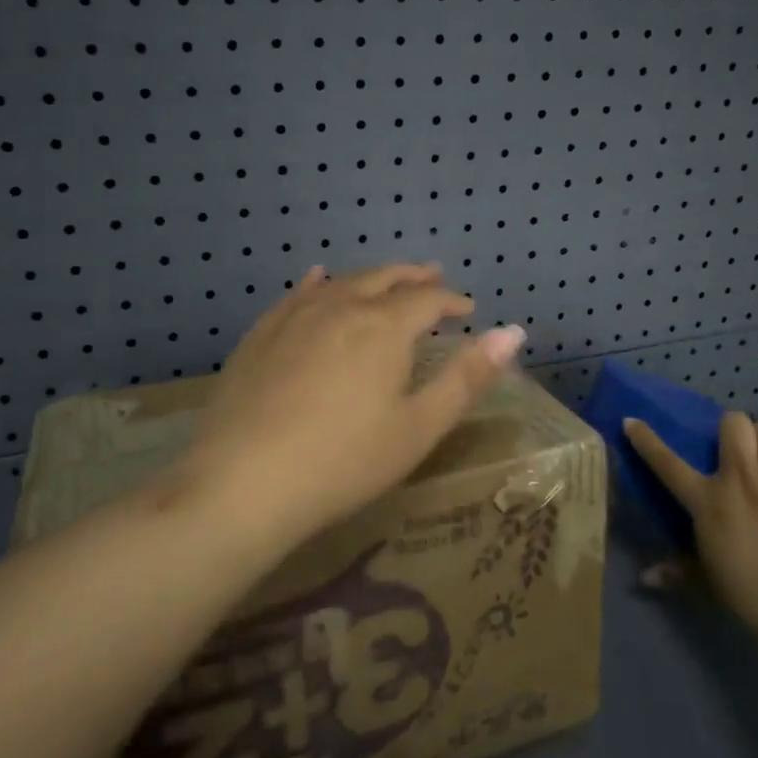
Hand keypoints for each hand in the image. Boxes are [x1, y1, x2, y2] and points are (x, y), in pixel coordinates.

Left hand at [180, 264, 525, 544]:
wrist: (244, 481)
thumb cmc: (344, 461)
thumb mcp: (418, 428)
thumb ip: (467, 377)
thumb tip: (513, 332)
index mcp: (384, 327)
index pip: (428, 300)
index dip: (452, 302)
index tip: (467, 311)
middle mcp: (340, 306)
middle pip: (385, 279)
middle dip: (414, 278)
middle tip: (433, 277)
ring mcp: (295, 316)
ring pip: (342, 282)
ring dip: (372, 278)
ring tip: (387, 279)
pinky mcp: (261, 333)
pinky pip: (297, 294)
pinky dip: (317, 283)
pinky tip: (317, 279)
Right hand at [624, 410, 757, 652]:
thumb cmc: (755, 597)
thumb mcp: (710, 582)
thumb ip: (679, 571)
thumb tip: (644, 578)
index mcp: (708, 501)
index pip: (666, 462)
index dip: (646, 439)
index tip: (633, 421)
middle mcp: (743, 478)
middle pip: (734, 423)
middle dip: (733, 430)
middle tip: (738, 450)